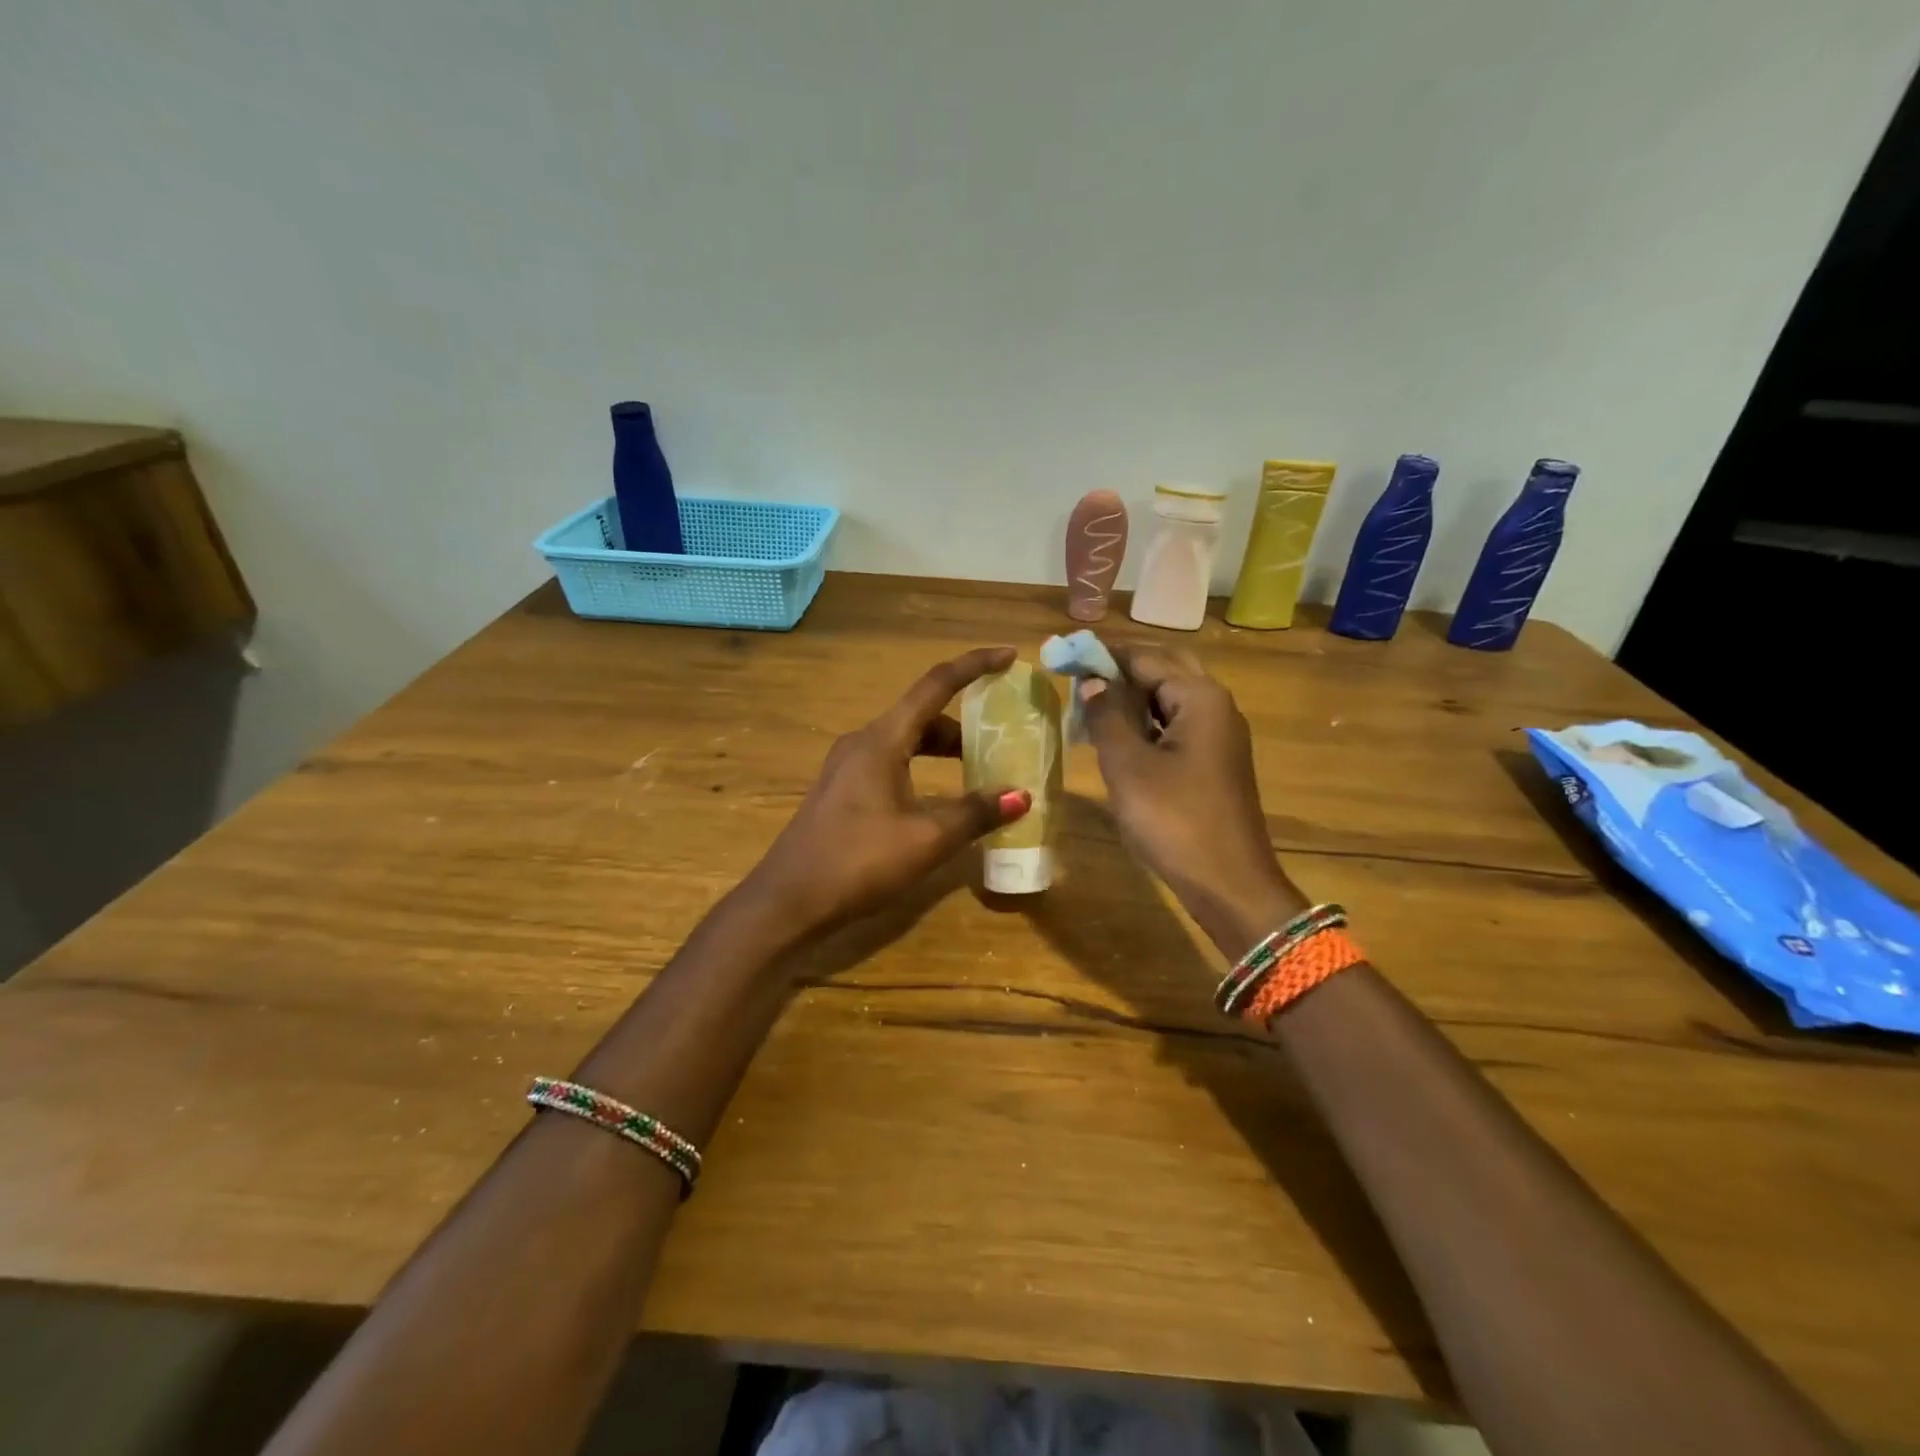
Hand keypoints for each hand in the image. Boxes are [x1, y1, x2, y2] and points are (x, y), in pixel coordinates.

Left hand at [741, 647, 1031, 939]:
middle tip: (1000, 736)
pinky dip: (921, 765)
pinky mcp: (841, 789)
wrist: (788, 900)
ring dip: (942, 748)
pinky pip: (890, 760)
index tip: (1008, 656)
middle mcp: (862, 742)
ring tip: (977, 769)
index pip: (935, 685)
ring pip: (905, 740)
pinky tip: (937, 797)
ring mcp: (847, 765)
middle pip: (921, 715)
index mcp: (882, 740)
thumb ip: (975, 813)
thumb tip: (1021, 796)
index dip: (974, 666)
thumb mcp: (927, 839)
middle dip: (963, 722)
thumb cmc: (859, 862)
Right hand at [1081, 645, 1305, 956]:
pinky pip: (1177, 726)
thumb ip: (1107, 716)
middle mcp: (1216, 706)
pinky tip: (1118, 737)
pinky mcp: (1215, 762)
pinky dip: (1146, 722)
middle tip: (1078, 676)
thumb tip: (1093, 681)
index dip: (1102, 654)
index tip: (1063, 654)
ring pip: (1171, 699)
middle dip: (1121, 669)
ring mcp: (1220, 736)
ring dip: (1132, 696)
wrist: (1229, 884)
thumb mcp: (1128, 766)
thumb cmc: (1174, 820)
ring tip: (1089, 704)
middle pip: (1164, 670)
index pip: (1145, 658)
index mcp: (1200, 698)